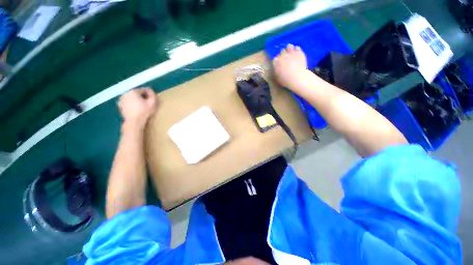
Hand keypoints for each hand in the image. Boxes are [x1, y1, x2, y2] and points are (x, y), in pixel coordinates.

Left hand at [118, 87, 157, 129]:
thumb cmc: (144, 112)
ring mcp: (121, 99)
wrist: (134, 122)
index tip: (153, 100)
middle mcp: (125, 93)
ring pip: (132, 97)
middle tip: (148, 103)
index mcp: (133, 91)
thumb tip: (151, 90)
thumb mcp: (153, 103)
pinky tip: (137, 109)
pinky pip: (128, 102)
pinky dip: (132, 104)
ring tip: (143, 106)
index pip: (144, 90)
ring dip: (138, 100)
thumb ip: (153, 95)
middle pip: (137, 93)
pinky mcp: (120, 105)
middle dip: (143, 97)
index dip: (150, 95)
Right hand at [272, 44, 307, 88]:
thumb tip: (277, 70)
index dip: (277, 61)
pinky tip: (297, 53)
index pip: (275, 59)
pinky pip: (297, 48)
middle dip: (283, 54)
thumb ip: (277, 72)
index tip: (279, 64)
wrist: (297, 77)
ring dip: (289, 49)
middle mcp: (283, 56)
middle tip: (285, 58)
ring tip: (291, 53)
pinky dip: (296, 50)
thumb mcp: (278, 78)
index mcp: (276, 63)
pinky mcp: (299, 52)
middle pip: (281, 51)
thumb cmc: (286, 80)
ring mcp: (291, 53)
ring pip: (289, 47)